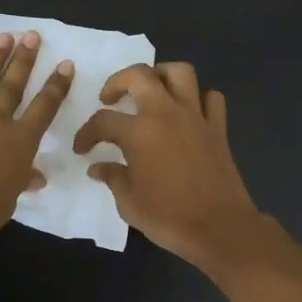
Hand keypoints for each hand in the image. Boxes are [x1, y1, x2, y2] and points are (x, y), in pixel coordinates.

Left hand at [0, 31, 73, 249]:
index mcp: (20, 142)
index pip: (45, 108)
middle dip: (24, 60)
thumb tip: (37, 177)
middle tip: (31, 36)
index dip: (56, 86)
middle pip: (13, 85)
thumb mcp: (10, 200)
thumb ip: (22, 182)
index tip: (65, 64)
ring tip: (3, 37)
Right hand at [72, 63, 265, 268]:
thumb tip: (98, 167)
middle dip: (118, 81)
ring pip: (180, 72)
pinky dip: (198, 98)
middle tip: (110, 99)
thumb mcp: (129, 203)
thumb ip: (113, 178)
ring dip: (160, 75)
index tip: (82, 148)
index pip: (102, 121)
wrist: (220, 228)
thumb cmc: (169, 217)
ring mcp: (196, 116)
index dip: (86, 133)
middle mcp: (166, 113)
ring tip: (150, 91)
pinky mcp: (218, 127)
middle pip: (139, 75)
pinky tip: (187, 112)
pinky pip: (210, 97)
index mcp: (139, 132)